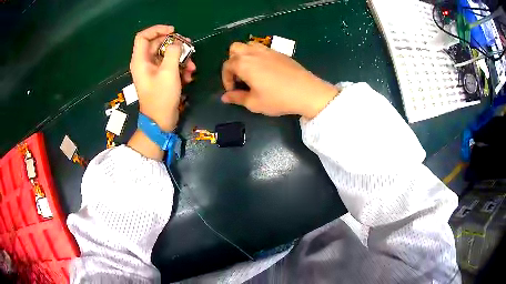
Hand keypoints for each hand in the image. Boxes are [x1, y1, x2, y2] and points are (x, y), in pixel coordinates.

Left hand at [130, 25, 195, 131]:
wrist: (160, 121)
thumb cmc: (162, 97)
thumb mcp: (169, 72)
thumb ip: (173, 52)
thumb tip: (177, 43)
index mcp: (140, 60)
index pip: (143, 36)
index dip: (157, 30)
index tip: (173, 32)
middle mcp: (144, 63)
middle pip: (157, 44)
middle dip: (174, 45)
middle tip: (189, 46)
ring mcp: (152, 71)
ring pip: (166, 55)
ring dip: (181, 58)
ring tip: (192, 66)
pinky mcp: (159, 78)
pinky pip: (169, 66)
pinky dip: (179, 68)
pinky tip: (188, 76)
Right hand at [221, 42, 337, 118]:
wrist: (306, 92)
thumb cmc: (278, 98)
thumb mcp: (254, 102)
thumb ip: (237, 98)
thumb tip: (224, 97)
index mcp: (244, 64)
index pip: (227, 66)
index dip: (226, 79)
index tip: (233, 90)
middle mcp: (253, 53)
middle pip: (234, 49)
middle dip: (232, 62)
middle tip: (239, 77)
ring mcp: (267, 50)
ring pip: (248, 45)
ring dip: (243, 55)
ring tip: (250, 71)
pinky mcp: (278, 52)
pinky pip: (261, 48)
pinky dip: (256, 55)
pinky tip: (264, 69)